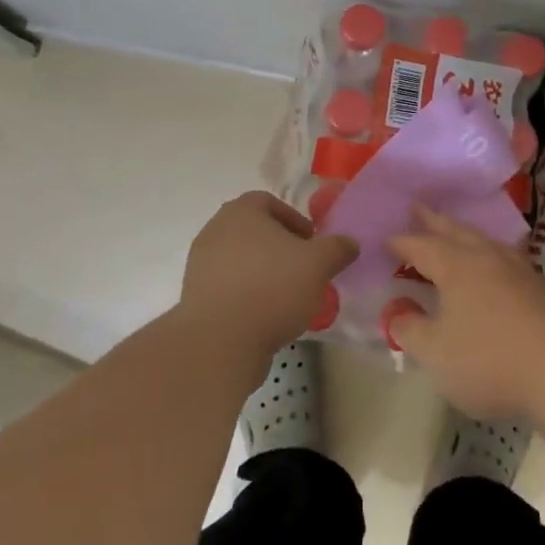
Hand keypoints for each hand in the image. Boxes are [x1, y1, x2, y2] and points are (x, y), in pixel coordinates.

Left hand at [179, 192, 356, 361]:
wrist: (220, 342)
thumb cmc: (272, 288)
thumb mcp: (318, 264)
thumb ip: (337, 248)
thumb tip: (350, 243)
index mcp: (241, 211)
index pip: (269, 202)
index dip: (294, 219)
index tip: (311, 243)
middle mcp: (215, 230)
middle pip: (254, 231)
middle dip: (280, 248)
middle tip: (303, 269)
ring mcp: (200, 264)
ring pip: (241, 260)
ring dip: (264, 272)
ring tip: (287, 297)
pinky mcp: (195, 296)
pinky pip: (228, 286)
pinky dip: (247, 294)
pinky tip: (265, 316)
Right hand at [385, 206, 544, 419]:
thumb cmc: (489, 360)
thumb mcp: (435, 352)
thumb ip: (409, 329)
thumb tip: (396, 312)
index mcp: (456, 265)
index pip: (420, 245)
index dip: (400, 243)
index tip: (385, 239)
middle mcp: (486, 256)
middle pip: (454, 231)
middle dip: (433, 221)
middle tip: (417, 207)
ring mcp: (517, 269)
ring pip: (482, 240)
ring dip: (462, 233)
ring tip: (453, 230)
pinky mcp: (539, 288)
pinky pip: (503, 256)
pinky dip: (486, 252)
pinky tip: (491, 263)